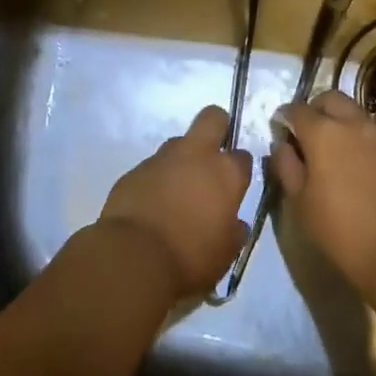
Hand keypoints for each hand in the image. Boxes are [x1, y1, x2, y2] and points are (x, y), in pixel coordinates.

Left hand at [99, 105, 252, 297]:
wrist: (133, 258)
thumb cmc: (190, 257)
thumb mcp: (225, 253)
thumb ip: (234, 232)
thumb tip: (234, 224)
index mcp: (225, 173)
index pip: (242, 157)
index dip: (239, 169)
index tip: (234, 186)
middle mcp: (195, 155)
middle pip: (212, 118)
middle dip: (217, 127)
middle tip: (213, 156)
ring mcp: (161, 159)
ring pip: (177, 144)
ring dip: (182, 160)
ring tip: (177, 191)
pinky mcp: (134, 170)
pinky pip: (151, 168)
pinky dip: (155, 180)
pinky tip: (152, 205)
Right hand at [271, 90, 375, 295]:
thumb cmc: (340, 230)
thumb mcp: (300, 202)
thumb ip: (286, 166)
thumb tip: (281, 145)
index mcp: (324, 133)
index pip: (297, 110)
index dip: (285, 118)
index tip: (280, 131)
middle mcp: (355, 124)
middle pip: (330, 99)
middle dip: (315, 109)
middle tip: (307, 135)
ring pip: (355, 113)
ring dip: (340, 122)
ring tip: (333, 153)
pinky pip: (375, 133)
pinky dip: (360, 139)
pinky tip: (358, 167)